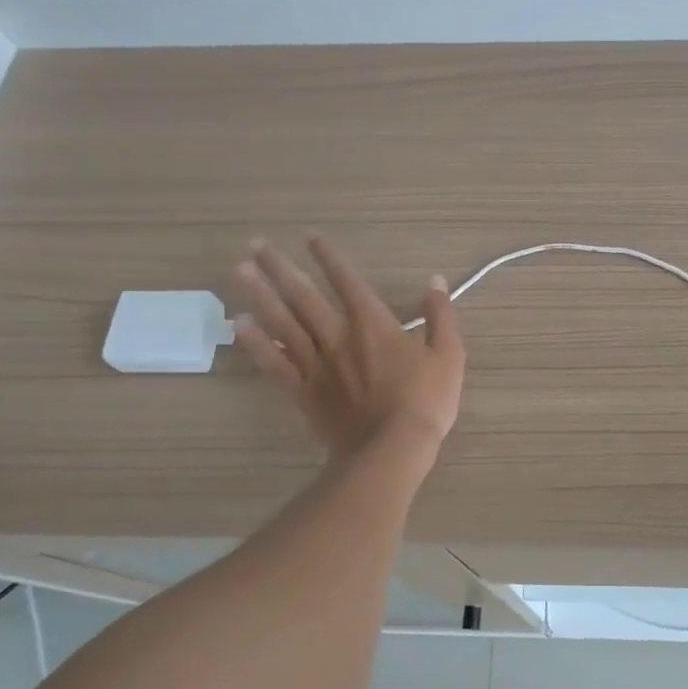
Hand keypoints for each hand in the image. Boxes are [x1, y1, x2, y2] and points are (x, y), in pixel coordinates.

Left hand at [231, 236, 464, 461]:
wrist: (390, 449)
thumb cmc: (425, 401)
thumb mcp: (449, 354)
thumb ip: (441, 315)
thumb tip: (434, 281)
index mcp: (374, 324)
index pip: (348, 282)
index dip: (330, 259)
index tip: (311, 239)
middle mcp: (339, 336)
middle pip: (304, 296)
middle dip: (280, 268)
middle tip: (256, 244)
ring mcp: (317, 364)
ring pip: (283, 322)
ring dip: (260, 295)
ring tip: (239, 271)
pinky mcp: (303, 392)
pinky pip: (275, 362)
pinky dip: (256, 342)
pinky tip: (239, 324)